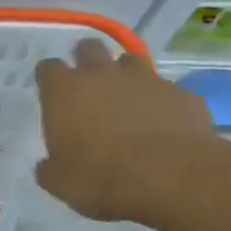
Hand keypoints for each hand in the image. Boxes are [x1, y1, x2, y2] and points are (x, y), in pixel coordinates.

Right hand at [35, 38, 216, 222]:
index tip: (52, 95)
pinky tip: (166, 126)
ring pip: (131, 60)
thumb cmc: (101, 177)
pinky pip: (168, 91)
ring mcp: (146, 80)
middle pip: (89, 48)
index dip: (50, 79)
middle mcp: (102, 75)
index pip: (48, 68)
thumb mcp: (61, 182)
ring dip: (127, 75)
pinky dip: (163, 103)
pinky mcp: (182, 95)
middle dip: (87, 60)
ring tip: (128, 100)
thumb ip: (50, 168)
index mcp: (64, 91)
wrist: (172, 178)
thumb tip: (47, 166)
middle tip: (89, 86)